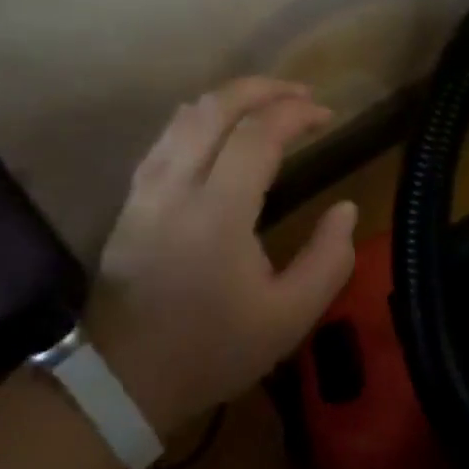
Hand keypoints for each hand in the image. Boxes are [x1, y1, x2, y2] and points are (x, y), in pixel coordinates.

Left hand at [88, 77, 357, 433]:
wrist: (122, 379)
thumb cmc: (211, 349)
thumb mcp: (289, 317)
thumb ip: (329, 259)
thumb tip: (346, 209)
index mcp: (218, 213)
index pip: (258, 134)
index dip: (296, 113)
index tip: (327, 115)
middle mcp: (177, 186)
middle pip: (217, 106)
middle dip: (264, 88)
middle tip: (301, 94)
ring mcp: (147, 188)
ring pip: (187, 114)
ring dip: (232, 97)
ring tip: (267, 102)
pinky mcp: (132, 197)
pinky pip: (168, 134)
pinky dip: (202, 116)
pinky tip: (221, 125)